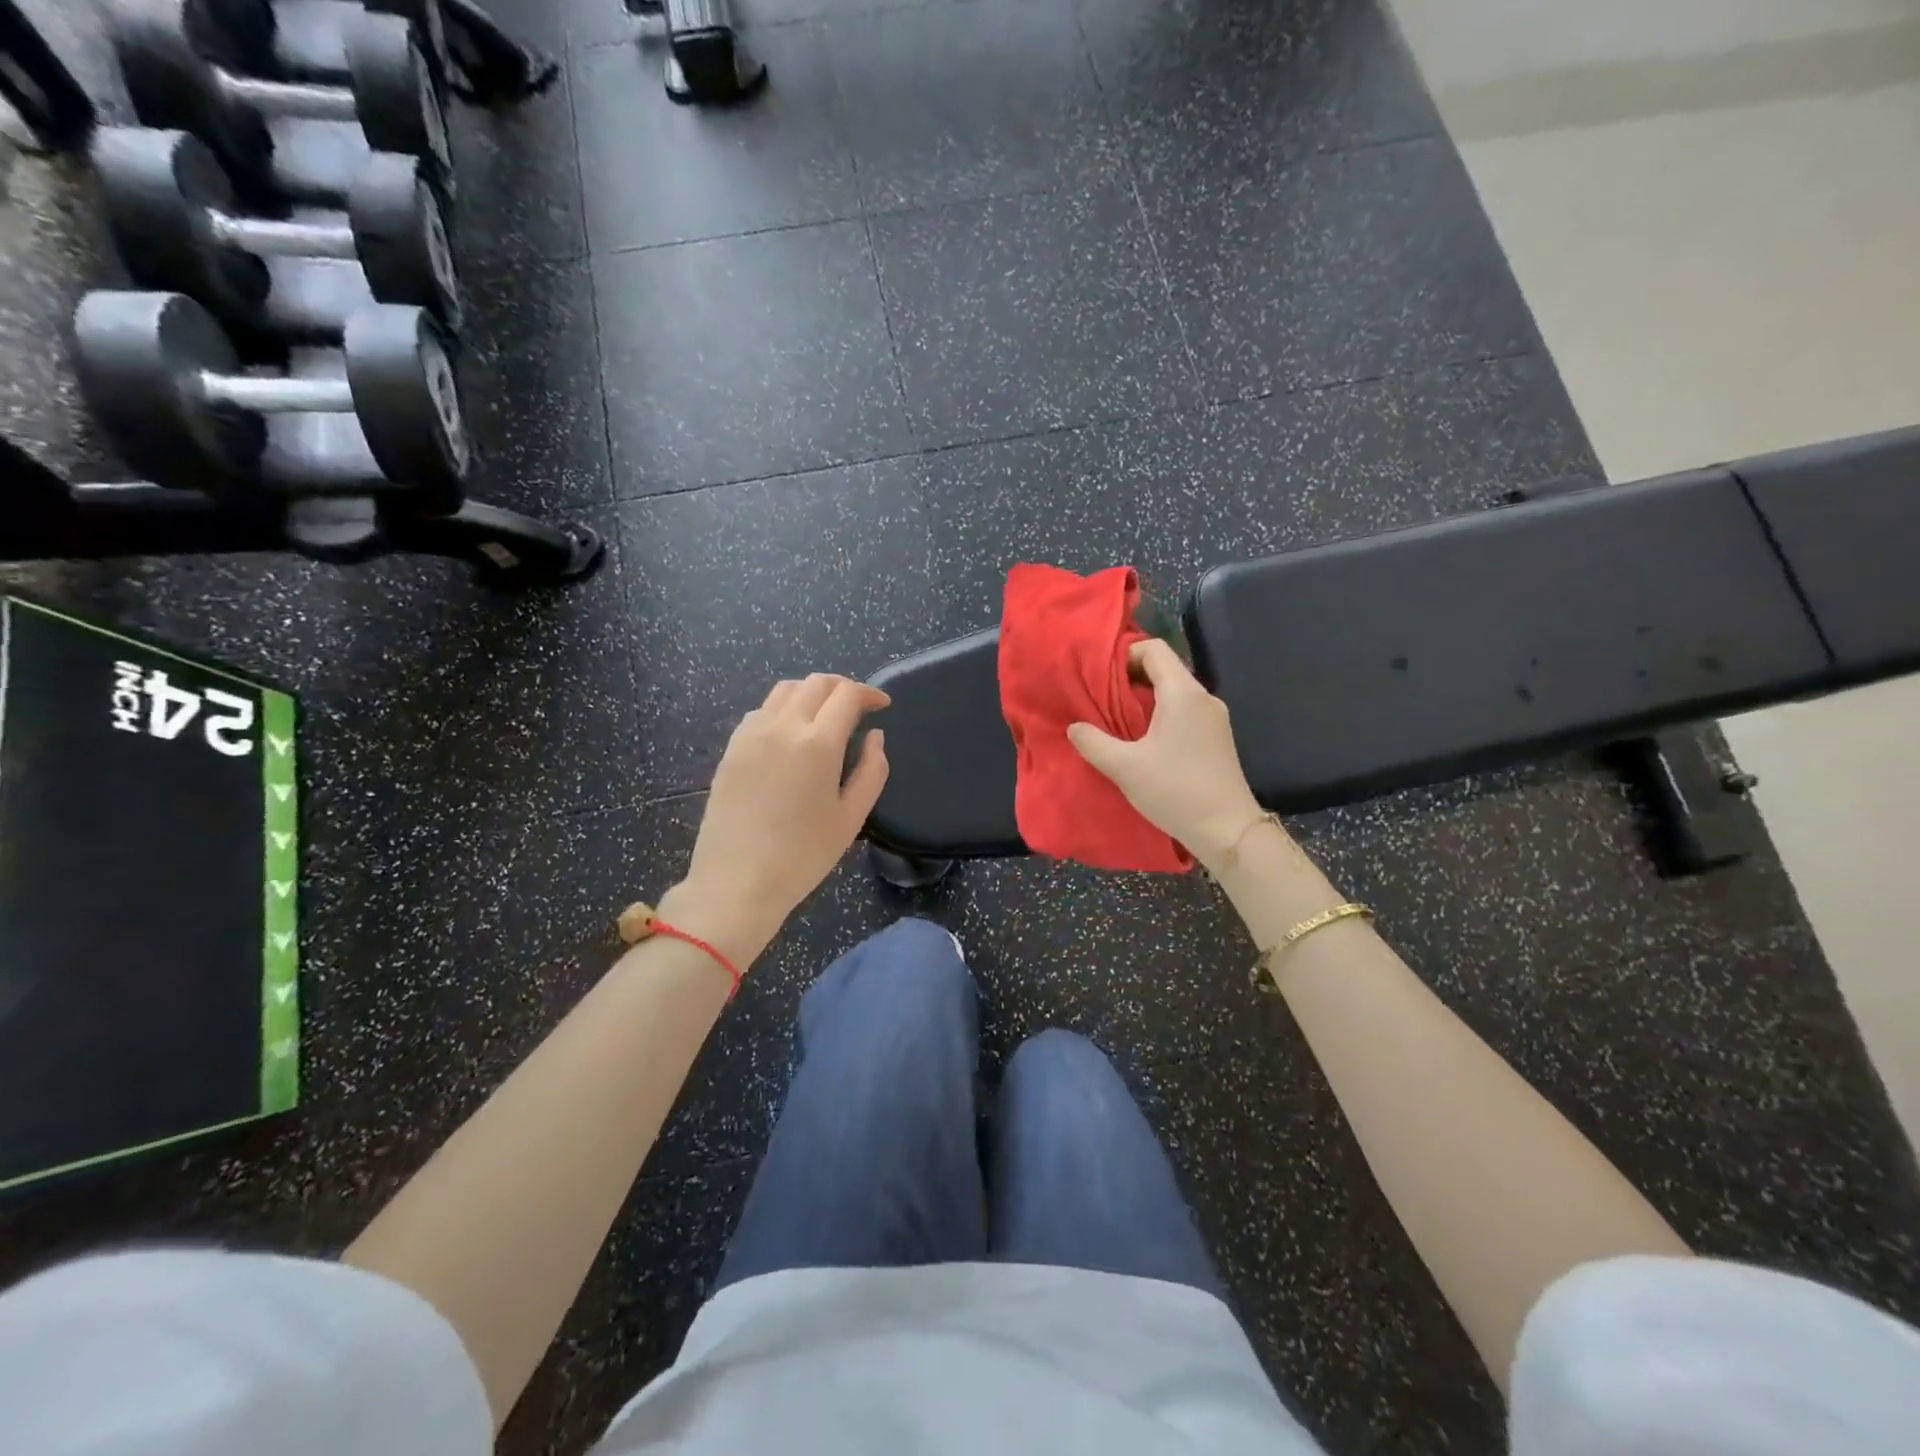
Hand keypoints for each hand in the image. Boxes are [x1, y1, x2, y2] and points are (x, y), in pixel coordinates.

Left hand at [666, 675, 890, 964]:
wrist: (736, 882)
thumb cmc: (802, 856)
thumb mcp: (851, 818)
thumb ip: (872, 770)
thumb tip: (875, 736)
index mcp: (818, 742)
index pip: (847, 694)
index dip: (869, 693)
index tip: (882, 705)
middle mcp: (782, 726)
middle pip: (816, 683)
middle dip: (842, 687)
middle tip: (858, 707)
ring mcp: (751, 734)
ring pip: (785, 690)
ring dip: (811, 693)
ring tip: (825, 715)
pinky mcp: (731, 748)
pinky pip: (761, 710)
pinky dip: (784, 708)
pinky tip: (791, 734)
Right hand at [1067, 639, 1262, 868]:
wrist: (1227, 830)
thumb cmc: (1175, 791)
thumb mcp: (1125, 768)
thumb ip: (1094, 743)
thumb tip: (1074, 727)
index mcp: (1183, 693)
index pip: (1154, 649)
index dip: (1124, 654)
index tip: (1098, 676)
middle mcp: (1203, 697)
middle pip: (1163, 668)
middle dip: (1129, 678)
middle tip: (1099, 698)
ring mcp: (1213, 717)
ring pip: (1173, 691)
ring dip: (1144, 699)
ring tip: (1115, 720)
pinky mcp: (1216, 737)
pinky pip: (1183, 710)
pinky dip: (1160, 714)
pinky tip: (1142, 740)